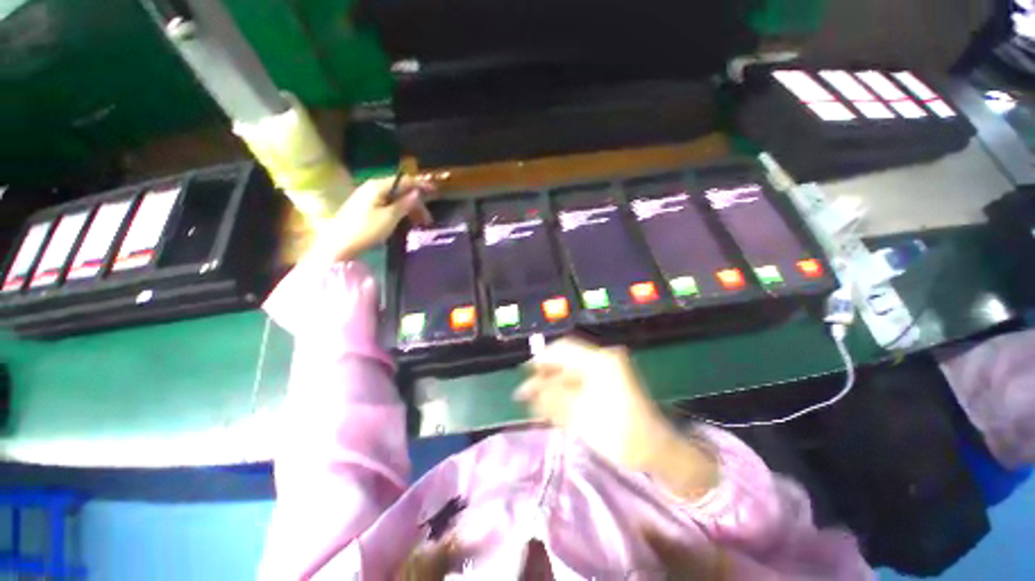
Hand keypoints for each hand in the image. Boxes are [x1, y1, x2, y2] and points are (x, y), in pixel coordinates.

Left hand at [307, 175, 433, 263]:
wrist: (338, 245)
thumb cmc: (366, 230)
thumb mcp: (390, 217)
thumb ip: (404, 204)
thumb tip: (416, 192)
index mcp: (378, 186)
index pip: (404, 180)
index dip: (420, 185)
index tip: (435, 192)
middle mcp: (372, 187)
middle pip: (399, 190)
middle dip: (415, 202)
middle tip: (427, 219)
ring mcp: (367, 197)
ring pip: (394, 198)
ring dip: (408, 208)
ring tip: (419, 222)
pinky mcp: (364, 208)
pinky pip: (387, 204)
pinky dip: (398, 211)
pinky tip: (404, 221)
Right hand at [515, 337, 671, 468]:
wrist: (657, 452)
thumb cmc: (621, 434)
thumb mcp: (582, 416)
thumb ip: (552, 398)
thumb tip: (527, 388)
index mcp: (600, 361)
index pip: (563, 349)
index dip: (542, 359)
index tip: (524, 373)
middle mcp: (602, 360)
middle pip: (565, 360)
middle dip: (544, 376)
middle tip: (525, 393)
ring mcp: (605, 372)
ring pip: (569, 372)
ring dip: (552, 386)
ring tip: (535, 403)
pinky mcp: (606, 384)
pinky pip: (578, 382)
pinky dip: (563, 393)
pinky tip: (551, 406)